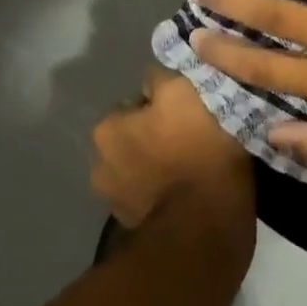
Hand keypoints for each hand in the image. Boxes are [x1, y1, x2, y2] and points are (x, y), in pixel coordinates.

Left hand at [90, 66, 254, 228]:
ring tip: (197, 163)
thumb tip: (153, 77)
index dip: (166, 102)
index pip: (138, 101)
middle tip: (196, 134)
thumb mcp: (184, 91)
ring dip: (163, 164)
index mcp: (107, 129)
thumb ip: (162, 77)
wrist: (206, 223)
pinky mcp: (136, 227)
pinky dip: (168, 191)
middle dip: (159, 134)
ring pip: (145, 167)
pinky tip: (193, 188)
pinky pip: (155, 196)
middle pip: (138, 135)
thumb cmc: (196, 147)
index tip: (192, 108)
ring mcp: (116, 201)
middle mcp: (100, 164)